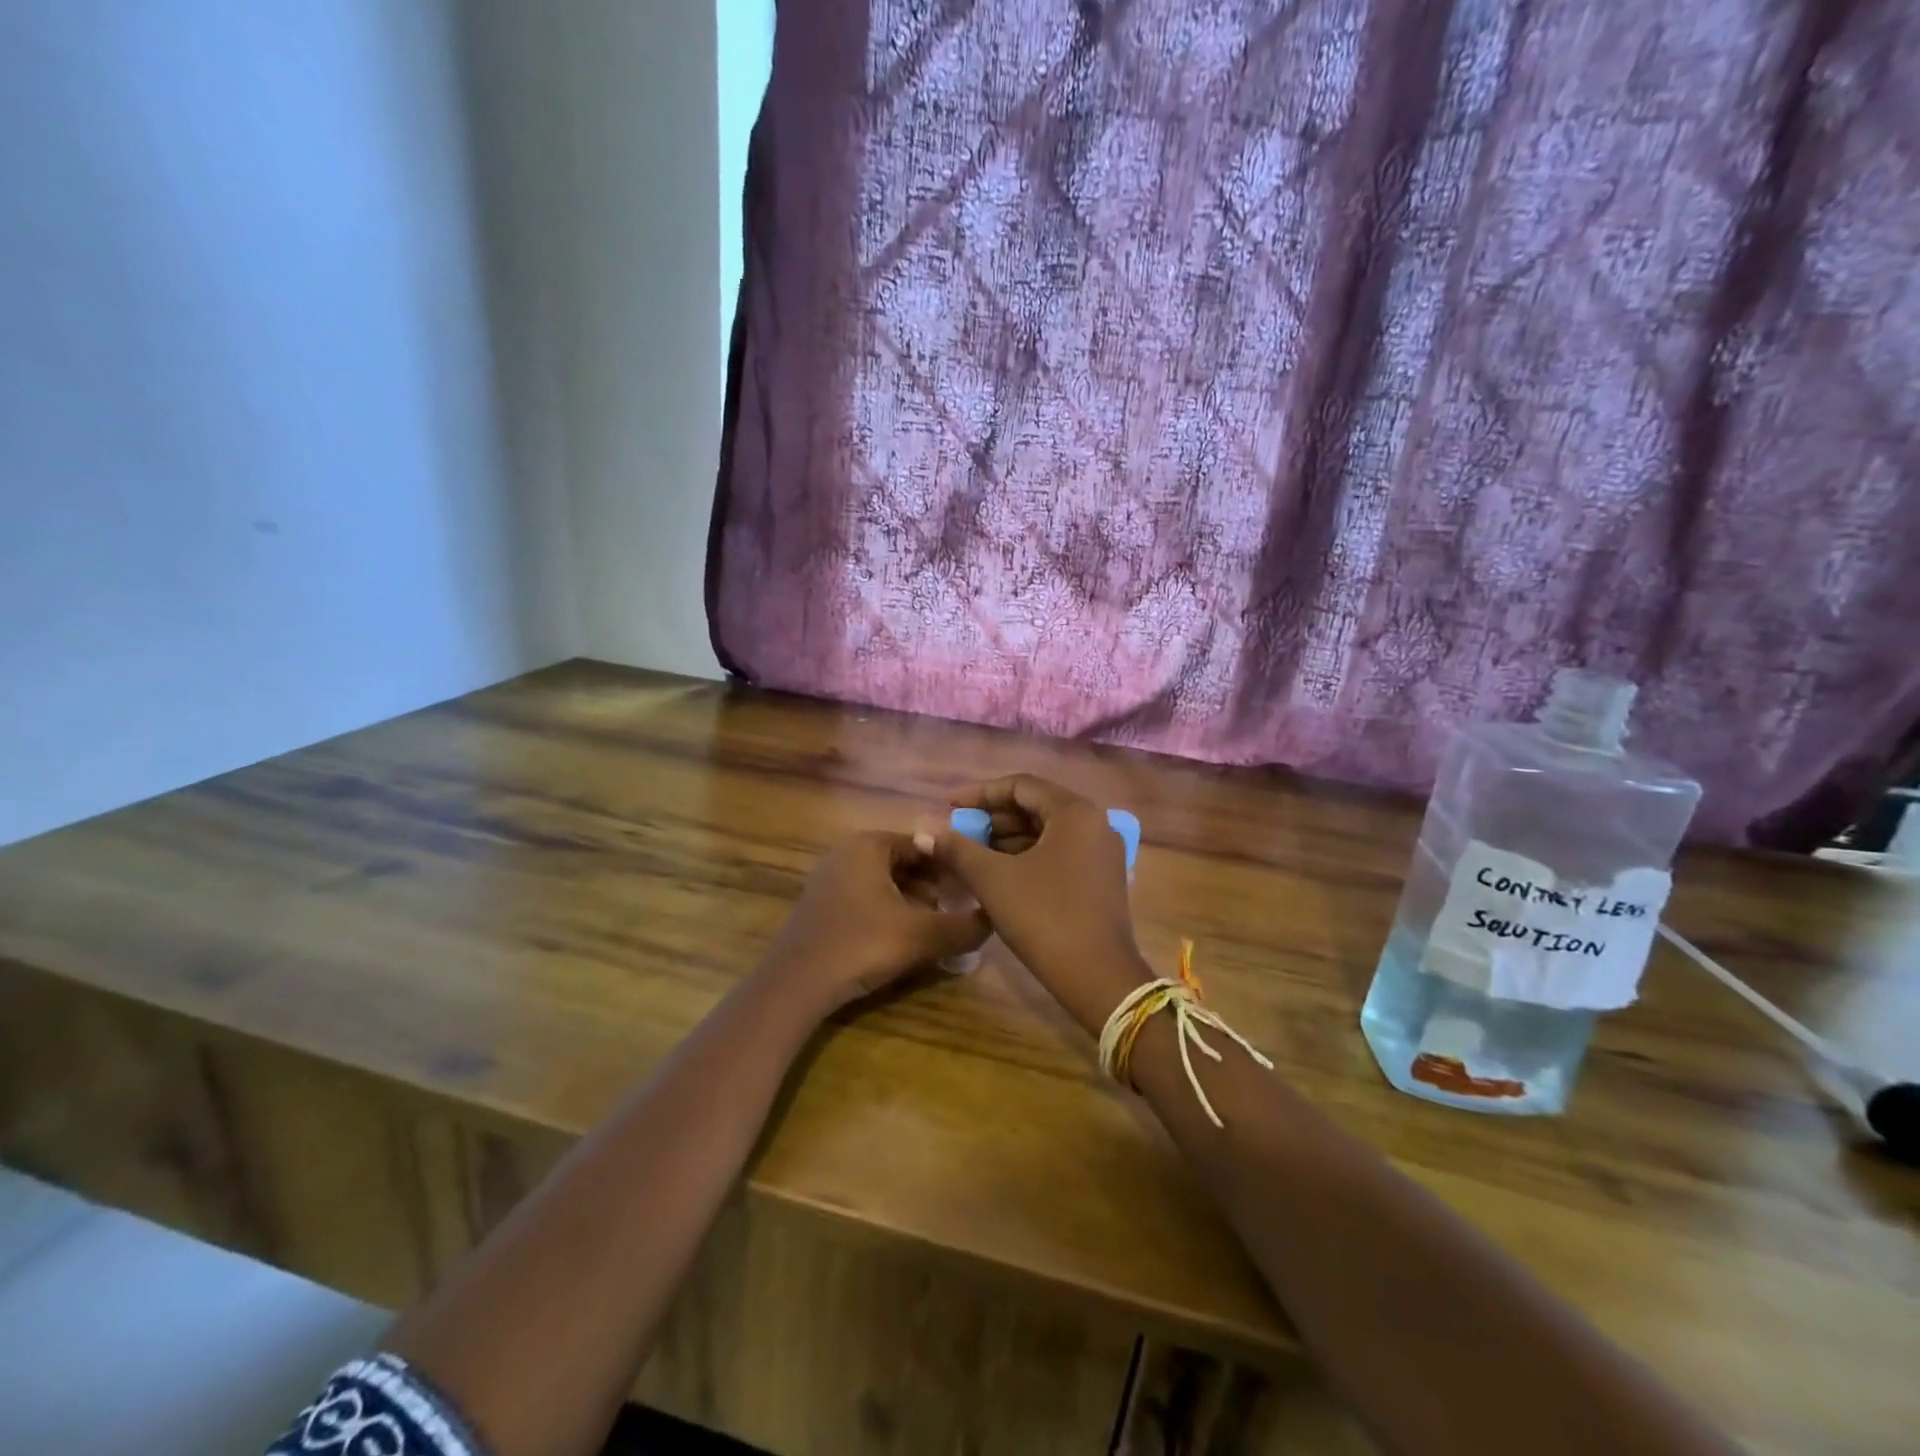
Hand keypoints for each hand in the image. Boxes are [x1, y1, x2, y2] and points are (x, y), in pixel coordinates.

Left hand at [763, 831, 989, 1012]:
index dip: (953, 864)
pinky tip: (904, 939)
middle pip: (905, 862)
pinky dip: (890, 912)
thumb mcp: (922, 935)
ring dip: (914, 901)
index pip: (924, 843)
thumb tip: (995, 919)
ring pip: (886, 882)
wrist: (796, 985)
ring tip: (937, 927)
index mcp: (869, 845)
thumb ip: (965, 927)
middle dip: (935, 884)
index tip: (975, 887)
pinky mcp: (822, 906)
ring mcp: (830, 879)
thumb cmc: (862, 945)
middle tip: (960, 909)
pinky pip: (866, 899)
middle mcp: (847, 852)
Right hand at [926, 775, 1150, 1034]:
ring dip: (1008, 840)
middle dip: (993, 818)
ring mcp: (1102, 853)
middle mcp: (1095, 823)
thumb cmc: (1044, 917)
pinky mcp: (1101, 879)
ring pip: (1047, 833)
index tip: (949, 806)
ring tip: (971, 854)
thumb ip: (958, 849)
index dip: (980, 793)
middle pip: (1036, 807)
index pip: (1021, 786)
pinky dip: (1027, 857)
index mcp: (1075, 812)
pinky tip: (999, 874)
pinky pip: (1059, 854)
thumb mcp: (994, 880)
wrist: (1098, 978)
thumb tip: (925, 831)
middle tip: (958, 833)